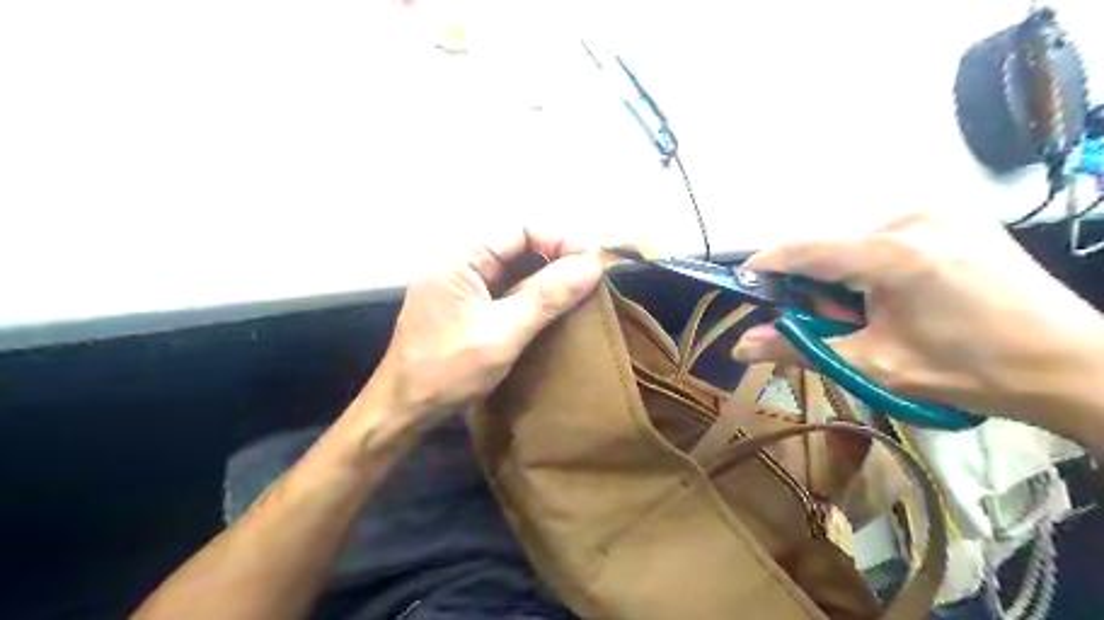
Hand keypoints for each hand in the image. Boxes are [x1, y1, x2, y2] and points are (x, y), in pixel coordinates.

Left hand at [366, 225, 603, 430]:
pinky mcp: (467, 308)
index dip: (558, 239)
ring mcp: (462, 287)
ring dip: (546, 278)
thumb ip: (546, 297)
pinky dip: (532, 296)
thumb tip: (592, 264)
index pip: (519, 229)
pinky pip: (506, 290)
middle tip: (590, 280)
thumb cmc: (447, 371)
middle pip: (517, 246)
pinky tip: (553, 308)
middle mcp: (460, 265)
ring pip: (514, 269)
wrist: (403, 411)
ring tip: (579, 293)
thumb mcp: (502, 333)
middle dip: (555, 258)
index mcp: (459, 260)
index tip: (591, 263)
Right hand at [731, 213, 1102, 426]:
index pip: (804, 249)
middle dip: (818, 288)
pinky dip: (875, 268)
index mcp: (893, 253)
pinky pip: (888, 239)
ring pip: (857, 245)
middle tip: (838, 326)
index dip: (765, 266)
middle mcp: (912, 218)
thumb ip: (799, 349)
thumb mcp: (875, 365)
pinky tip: (904, 297)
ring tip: (877, 316)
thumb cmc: (971, 371)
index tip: (743, 286)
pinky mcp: (956, 217)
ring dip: (847, 280)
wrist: (1074, 365)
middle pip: (831, 249)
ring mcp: (939, 212)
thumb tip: (740, 346)